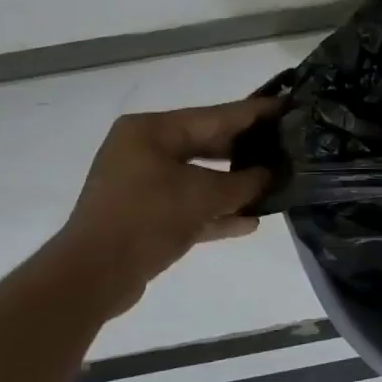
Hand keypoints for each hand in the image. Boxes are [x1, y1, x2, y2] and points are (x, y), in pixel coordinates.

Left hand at [52, 99, 277, 311]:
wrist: (93, 276)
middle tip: (287, 145)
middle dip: (247, 151)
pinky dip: (215, 212)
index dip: (255, 113)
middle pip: (208, 145)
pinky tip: (250, 222)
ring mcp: (141, 183)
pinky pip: (188, 205)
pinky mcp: (144, 215)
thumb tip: (274, 174)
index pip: (216, 116)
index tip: (288, 105)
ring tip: (275, 184)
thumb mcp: (205, 196)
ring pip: (199, 178)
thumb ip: (245, 182)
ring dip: (235, 186)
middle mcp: (144, 150)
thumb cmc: (148, 218)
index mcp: (152, 130)